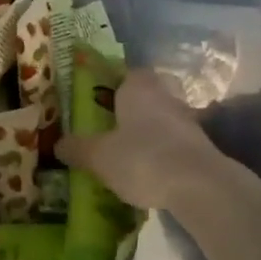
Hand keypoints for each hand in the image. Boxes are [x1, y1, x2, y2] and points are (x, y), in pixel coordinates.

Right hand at [54, 68, 223, 210]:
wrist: (200, 186)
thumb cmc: (142, 158)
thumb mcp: (99, 156)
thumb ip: (77, 149)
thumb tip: (58, 145)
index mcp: (139, 88)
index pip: (128, 73)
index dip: (114, 83)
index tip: (100, 99)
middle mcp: (166, 97)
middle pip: (149, 94)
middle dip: (133, 107)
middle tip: (113, 125)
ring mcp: (188, 122)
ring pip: (164, 118)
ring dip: (150, 131)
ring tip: (129, 152)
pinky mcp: (202, 148)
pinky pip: (176, 143)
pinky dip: (164, 152)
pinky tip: (150, 171)